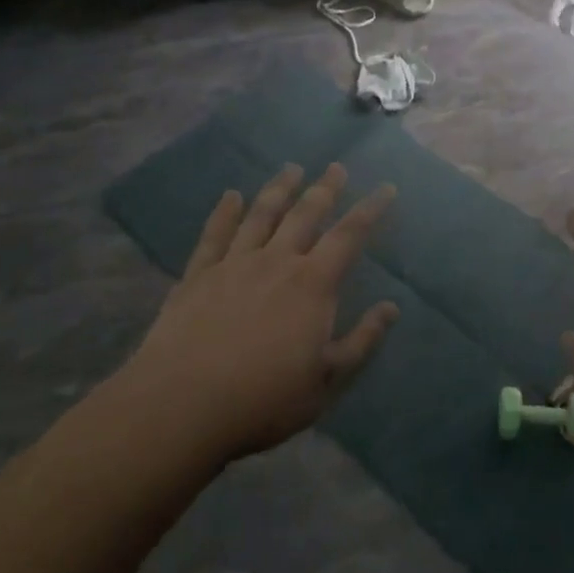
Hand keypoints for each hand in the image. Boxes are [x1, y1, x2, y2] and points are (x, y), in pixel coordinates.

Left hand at [118, 163, 397, 464]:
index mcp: (313, 284)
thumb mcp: (326, 380)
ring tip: (291, 169)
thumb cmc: (264, 399)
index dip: (370, 210)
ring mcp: (233, 264)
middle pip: (305, 214)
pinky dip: (224, 212)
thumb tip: (391, 308)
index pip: (349, 236)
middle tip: (337, 167)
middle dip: (325, 188)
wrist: (182, 405)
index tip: (386, 188)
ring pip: (261, 215)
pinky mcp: (198, 276)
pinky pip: (214, 235)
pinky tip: (230, 196)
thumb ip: (362, 341)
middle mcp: (276, 261)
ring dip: (279, 189)